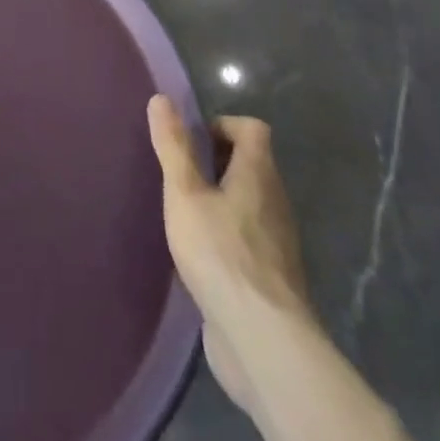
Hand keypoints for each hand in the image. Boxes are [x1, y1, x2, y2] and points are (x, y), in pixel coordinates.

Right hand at [147, 95, 314, 415]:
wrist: (263, 342)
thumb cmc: (220, 254)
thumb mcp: (184, 193)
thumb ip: (173, 147)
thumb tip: (161, 99)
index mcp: (259, 174)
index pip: (253, 129)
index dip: (223, 125)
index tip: (192, 142)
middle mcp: (275, 202)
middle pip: (253, 165)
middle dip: (218, 162)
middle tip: (182, 175)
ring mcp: (278, 243)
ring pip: (252, 204)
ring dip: (223, 200)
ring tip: (186, 213)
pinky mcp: (272, 279)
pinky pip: (250, 240)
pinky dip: (228, 235)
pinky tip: (201, 256)